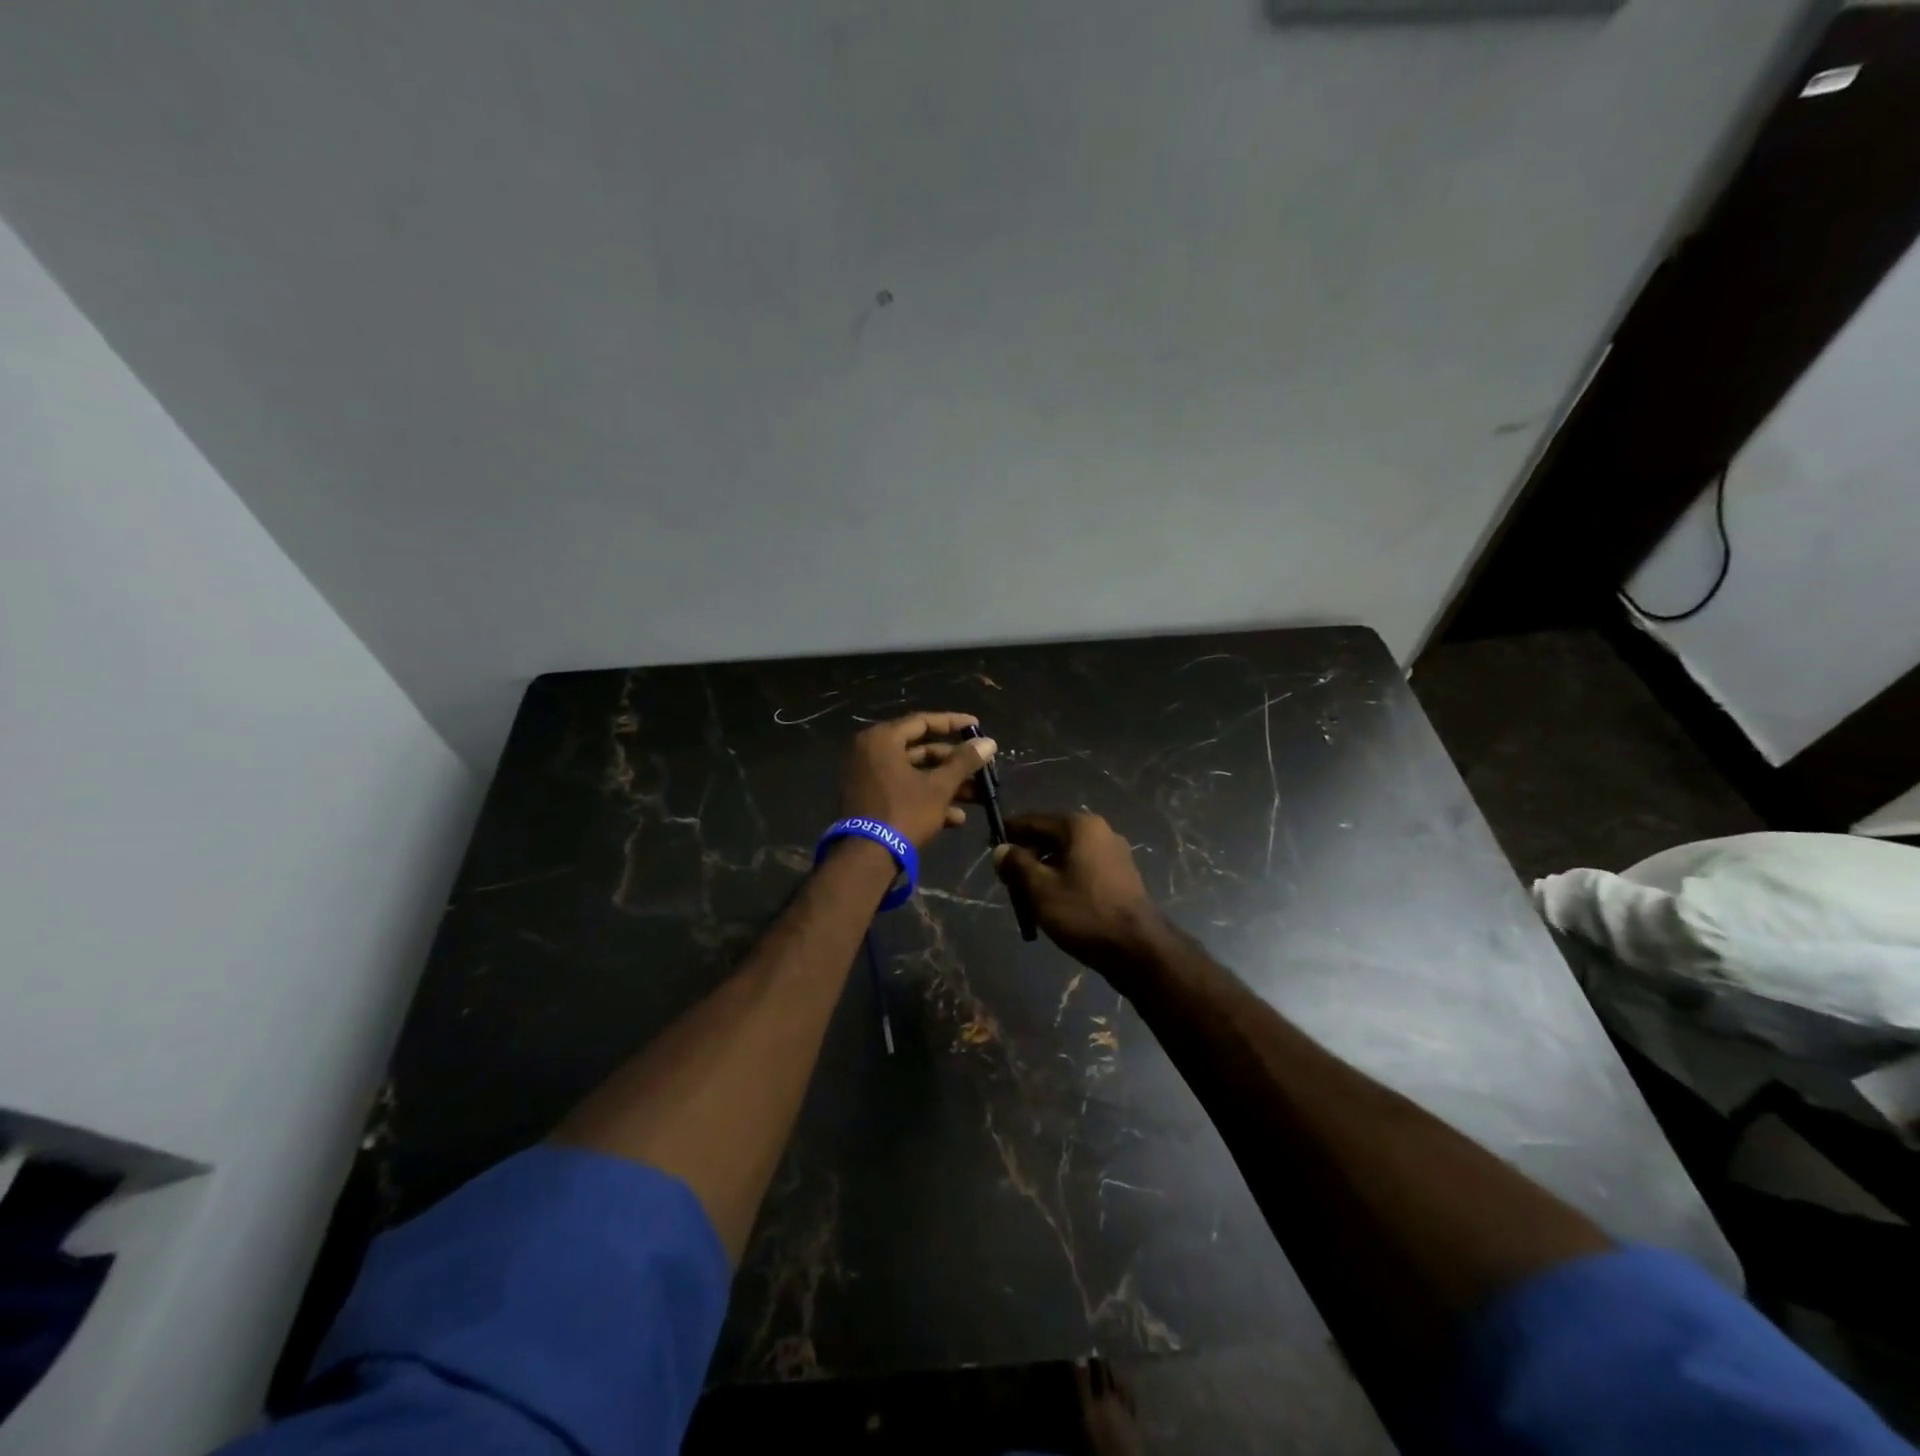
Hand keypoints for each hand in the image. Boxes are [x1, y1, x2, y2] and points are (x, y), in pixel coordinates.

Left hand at [838, 712, 995, 848]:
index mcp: (882, 740)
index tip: (977, 727)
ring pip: (915, 774)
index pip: (923, 721)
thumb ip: (964, 762)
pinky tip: (956, 819)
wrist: (867, 858)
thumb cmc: (904, 813)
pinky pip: (903, 791)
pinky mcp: (870, 801)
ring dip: (947, 785)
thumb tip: (989, 742)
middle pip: (920, 750)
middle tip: (981, 768)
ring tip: (978, 797)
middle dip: (954, 764)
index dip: (953, 723)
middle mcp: (870, 753)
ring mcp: (868, 778)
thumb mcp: (939, 787)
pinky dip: (927, 800)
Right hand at [993, 813, 1166, 978]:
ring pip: (1067, 854)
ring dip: (1045, 869)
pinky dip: (1065, 878)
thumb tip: (1001, 849)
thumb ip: (1016, 864)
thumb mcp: (1040, 889)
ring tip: (1027, 894)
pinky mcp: (1122, 875)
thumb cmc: (1084, 912)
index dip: (1009, 833)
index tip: (989, 846)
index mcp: (1079, 826)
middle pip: (1051, 836)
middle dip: (1027, 855)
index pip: (1033, 821)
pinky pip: (1083, 868)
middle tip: (1008, 879)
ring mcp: (1114, 853)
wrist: (1137, 948)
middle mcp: (1099, 831)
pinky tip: (1054, 900)